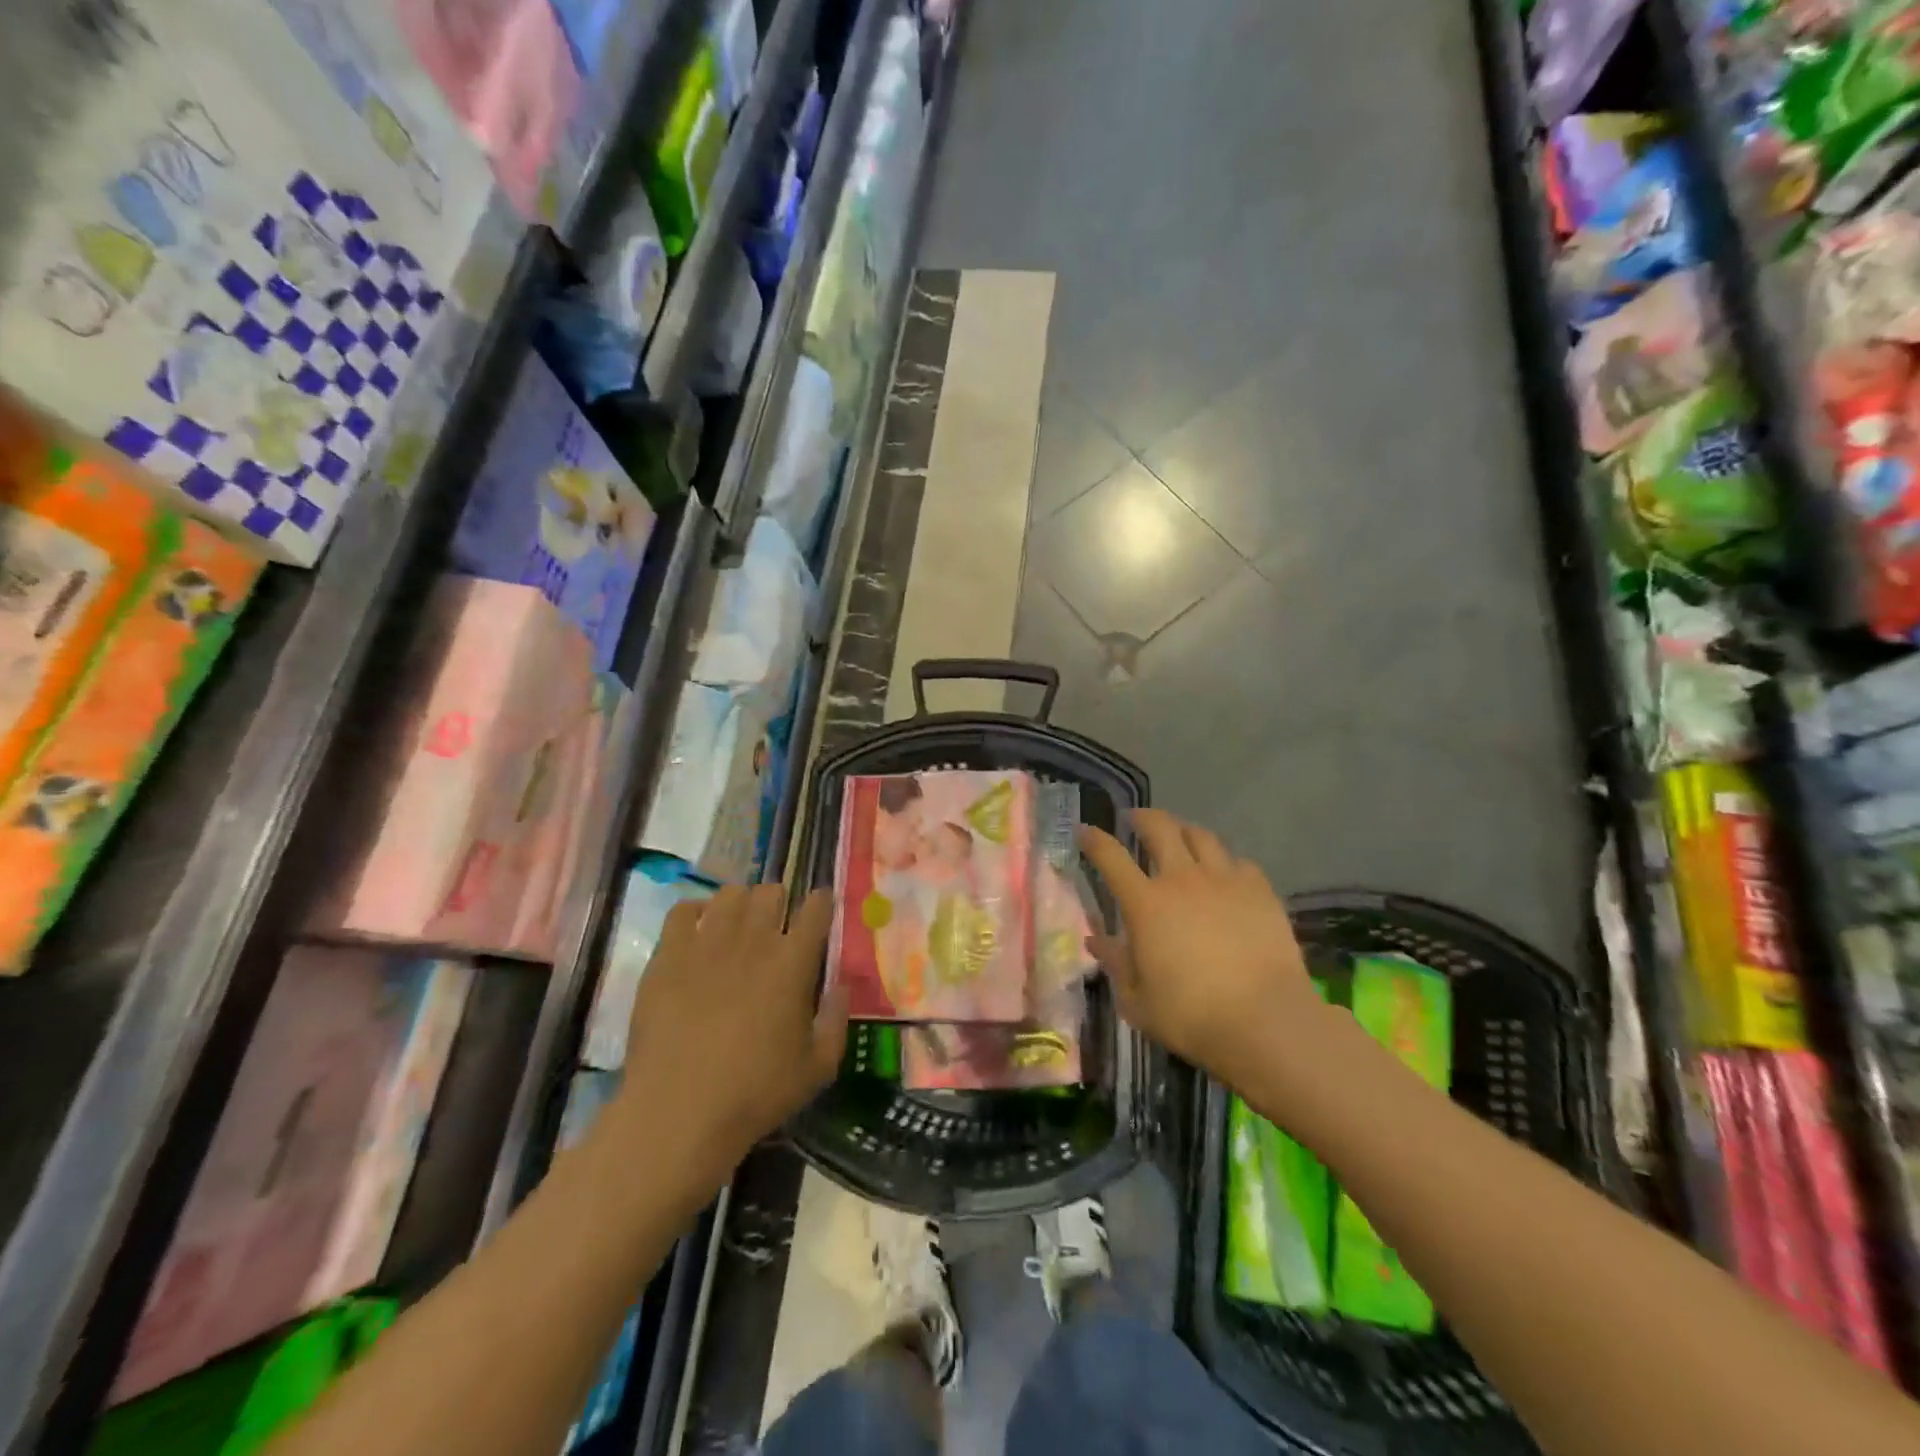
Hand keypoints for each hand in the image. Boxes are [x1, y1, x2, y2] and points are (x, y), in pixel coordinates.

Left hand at [619, 885, 846, 1176]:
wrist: (678, 1111)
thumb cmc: (755, 1093)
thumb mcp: (817, 1068)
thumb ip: (836, 1020)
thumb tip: (842, 985)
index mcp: (794, 962)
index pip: (816, 908)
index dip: (821, 903)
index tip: (820, 909)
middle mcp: (754, 939)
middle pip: (771, 891)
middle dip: (779, 902)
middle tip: (775, 925)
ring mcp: (707, 942)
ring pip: (730, 894)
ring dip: (740, 904)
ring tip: (737, 925)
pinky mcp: (668, 955)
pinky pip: (683, 910)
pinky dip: (696, 912)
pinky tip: (698, 931)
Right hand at [1078, 810, 1325, 1087]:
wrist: (1266, 1020)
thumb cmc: (1192, 1016)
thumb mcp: (1137, 1000)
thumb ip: (1115, 964)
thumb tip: (1096, 939)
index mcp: (1145, 903)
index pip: (1110, 857)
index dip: (1094, 839)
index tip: (1085, 830)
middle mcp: (1182, 879)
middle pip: (1159, 828)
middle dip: (1142, 817)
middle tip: (1135, 819)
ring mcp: (1225, 880)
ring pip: (1201, 836)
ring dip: (1184, 831)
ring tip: (1180, 837)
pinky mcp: (1260, 891)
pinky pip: (1238, 861)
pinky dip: (1225, 862)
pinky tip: (1225, 874)